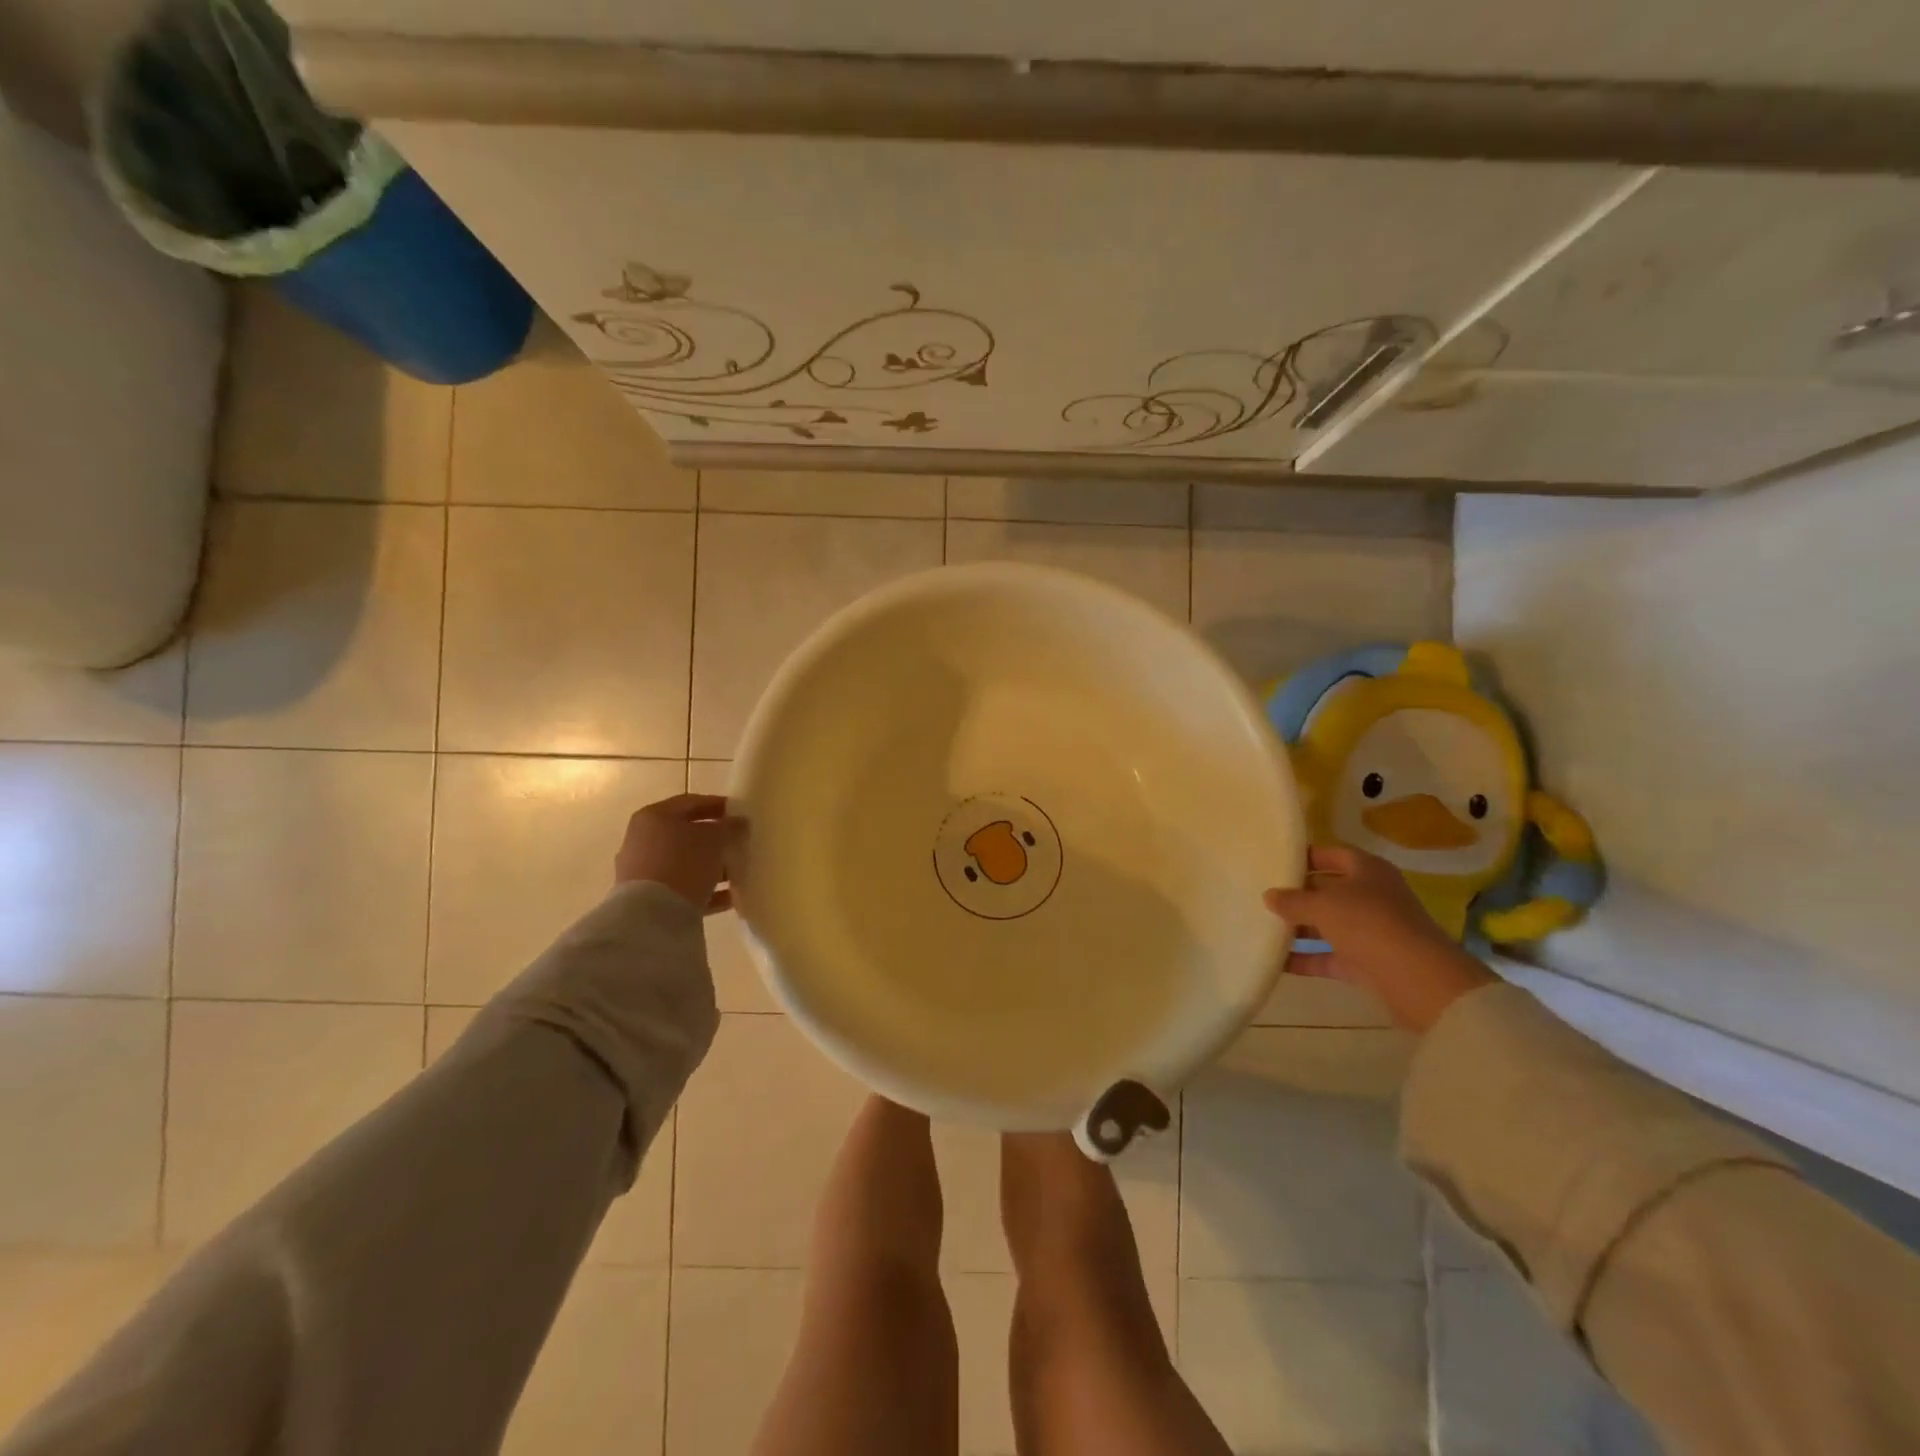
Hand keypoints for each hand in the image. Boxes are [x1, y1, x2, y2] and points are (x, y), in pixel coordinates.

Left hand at [614, 794, 737, 912]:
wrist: (651, 915)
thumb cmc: (683, 863)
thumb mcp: (715, 839)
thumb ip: (729, 827)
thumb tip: (739, 823)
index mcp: (654, 816)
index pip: (690, 802)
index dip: (717, 805)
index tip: (739, 813)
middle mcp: (642, 840)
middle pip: (686, 834)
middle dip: (714, 839)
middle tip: (739, 842)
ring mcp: (642, 871)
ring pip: (685, 863)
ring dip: (711, 866)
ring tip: (737, 872)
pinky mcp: (648, 899)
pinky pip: (682, 888)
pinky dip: (705, 890)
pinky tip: (729, 897)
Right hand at [1263, 845, 1496, 1033]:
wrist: (1417, 979)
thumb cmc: (1368, 923)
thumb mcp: (1322, 905)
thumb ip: (1292, 900)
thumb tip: (1269, 896)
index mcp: (1367, 870)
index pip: (1331, 855)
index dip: (1305, 857)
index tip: (1274, 862)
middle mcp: (1371, 896)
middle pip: (1328, 890)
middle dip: (1297, 895)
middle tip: (1262, 896)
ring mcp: (1371, 931)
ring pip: (1328, 925)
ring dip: (1299, 928)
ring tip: (1262, 927)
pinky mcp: (1367, 962)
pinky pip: (1329, 956)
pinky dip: (1306, 958)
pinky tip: (1276, 961)